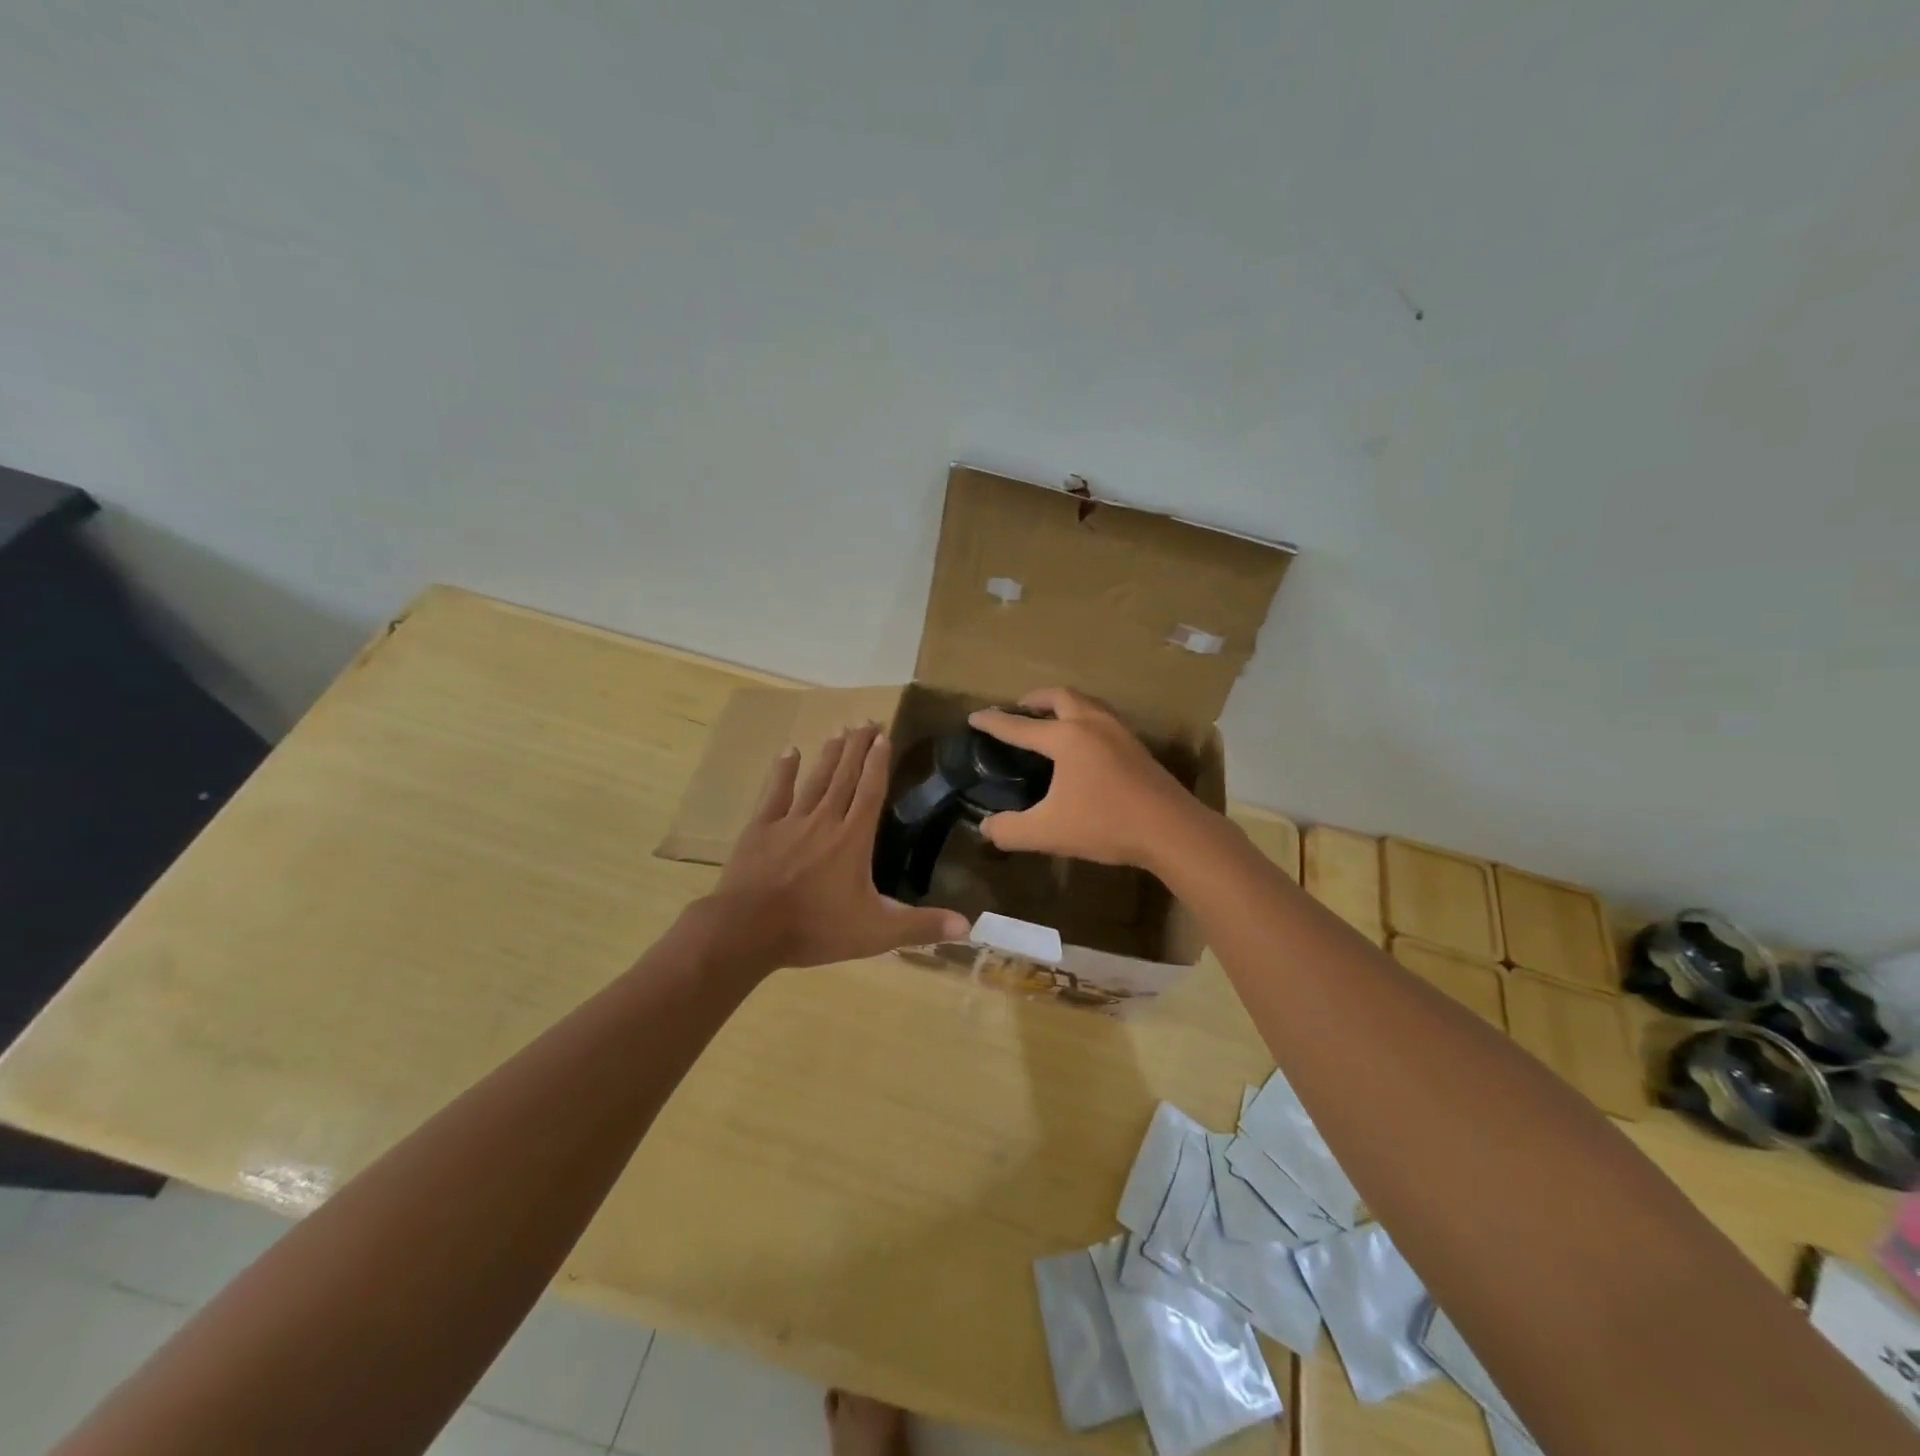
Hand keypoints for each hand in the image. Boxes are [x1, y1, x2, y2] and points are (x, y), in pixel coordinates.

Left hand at [706, 724, 971, 969]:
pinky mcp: (760, 829)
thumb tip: (968, 926)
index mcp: (853, 839)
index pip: (871, 792)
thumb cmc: (816, 929)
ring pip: (815, 779)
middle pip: (845, 776)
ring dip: (829, 754)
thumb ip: (920, 926)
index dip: (878, 763)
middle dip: (857, 747)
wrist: (749, 930)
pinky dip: (783, 772)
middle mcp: (825, 820)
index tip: (884, 736)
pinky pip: (775, 793)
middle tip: (866, 720)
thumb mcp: (876, 932)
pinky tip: (790, 751)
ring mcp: (790, 821)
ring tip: (839, 730)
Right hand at [967, 688, 1206, 868]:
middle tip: (1020, 709)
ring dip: (1064, 705)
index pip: (1019, 726)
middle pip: (1060, 697)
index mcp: (1066, 738)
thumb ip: (1010, 830)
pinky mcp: (1137, 747)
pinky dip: (1085, 718)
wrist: (1171, 829)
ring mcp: (1119, 732)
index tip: (975, 716)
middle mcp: (1092, 724)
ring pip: (1087, 703)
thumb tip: (986, 829)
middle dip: (1035, 700)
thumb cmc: (1105, 824)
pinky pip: (1103, 718)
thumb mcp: (1048, 832)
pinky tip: (1085, 743)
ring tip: (1051, 721)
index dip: (994, 722)